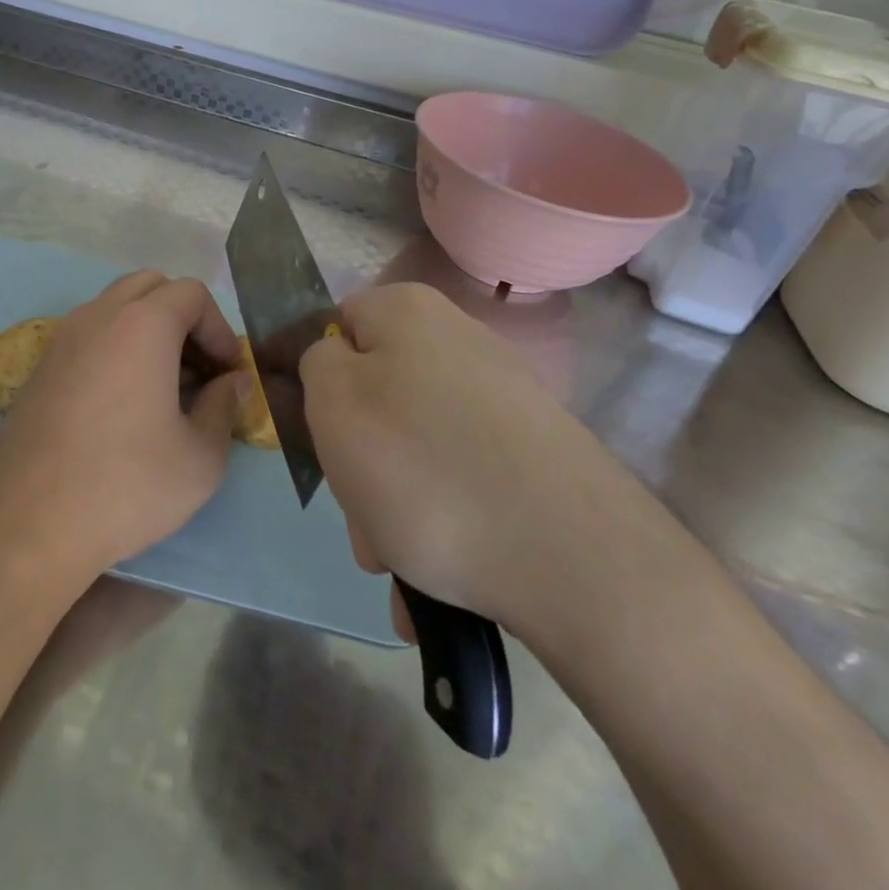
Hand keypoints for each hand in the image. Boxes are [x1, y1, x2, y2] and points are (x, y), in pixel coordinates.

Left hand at [0, 271, 249, 580]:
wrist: (28, 523)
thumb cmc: (126, 485)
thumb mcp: (200, 459)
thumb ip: (224, 408)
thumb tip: (233, 383)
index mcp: (142, 325)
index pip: (192, 293)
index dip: (219, 328)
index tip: (228, 373)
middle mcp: (98, 316)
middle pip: (150, 287)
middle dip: (183, 317)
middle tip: (199, 369)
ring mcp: (62, 338)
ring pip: (115, 307)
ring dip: (147, 329)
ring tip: (164, 385)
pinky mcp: (40, 366)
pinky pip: (88, 334)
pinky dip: (115, 347)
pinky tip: (123, 401)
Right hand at [300, 282, 634, 633]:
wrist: (572, 559)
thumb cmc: (422, 465)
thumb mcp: (332, 402)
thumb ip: (315, 362)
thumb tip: (336, 359)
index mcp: (408, 311)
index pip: (338, 326)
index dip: (318, 379)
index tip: (321, 435)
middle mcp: (460, 341)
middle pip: (377, 394)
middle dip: (360, 460)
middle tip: (360, 519)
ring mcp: (503, 399)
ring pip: (416, 447)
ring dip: (393, 505)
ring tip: (398, 562)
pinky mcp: (535, 453)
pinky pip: (461, 481)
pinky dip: (442, 524)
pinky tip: (439, 579)